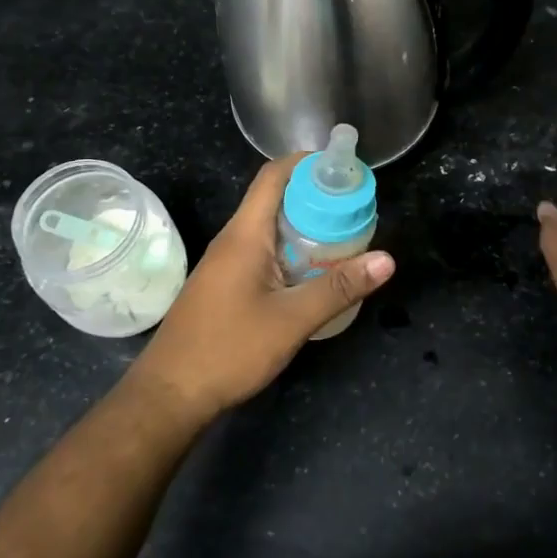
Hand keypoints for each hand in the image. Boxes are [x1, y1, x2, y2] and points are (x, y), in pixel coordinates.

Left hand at [130, 155, 394, 421]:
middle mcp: (233, 240)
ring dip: (306, 226)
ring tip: (346, 236)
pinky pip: (264, 252)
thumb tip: (387, 259)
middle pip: (275, 199)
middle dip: (316, 196)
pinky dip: (292, 250)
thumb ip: (339, 288)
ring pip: (270, 229)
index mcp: (244, 235)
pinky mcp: (226, 285)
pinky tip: (315, 272)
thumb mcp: (292, 320)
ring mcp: (226, 264)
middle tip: (356, 208)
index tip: (344, 168)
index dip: (308, 163)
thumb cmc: (229, 350)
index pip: (274, 176)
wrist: (169, 394)